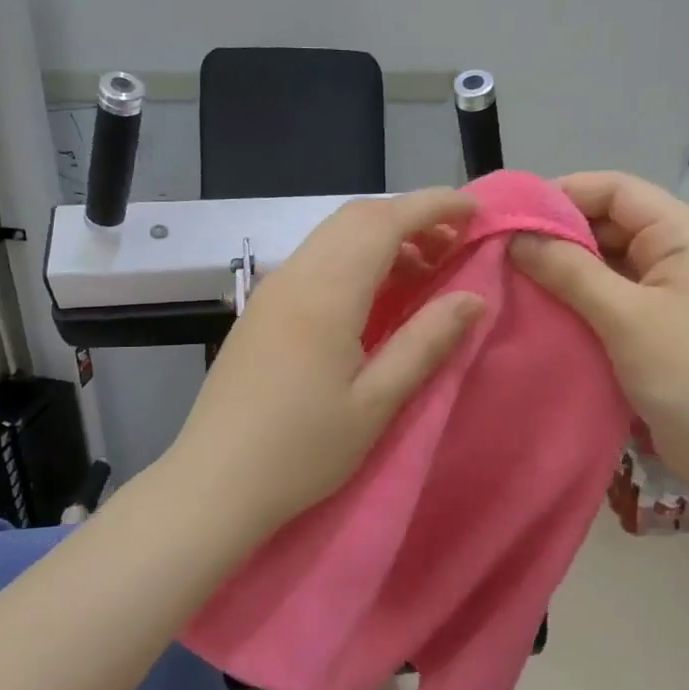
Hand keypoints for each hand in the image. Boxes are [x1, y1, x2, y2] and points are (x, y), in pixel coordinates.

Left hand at [165, 189, 485, 543]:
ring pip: (333, 237)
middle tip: (455, 245)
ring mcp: (271, 291)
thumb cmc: (300, 451)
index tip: (475, 211)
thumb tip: (474, 298)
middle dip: (410, 217)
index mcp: (325, 293)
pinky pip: (316, 261)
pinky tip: (376, 297)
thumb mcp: (375, 403)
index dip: (433, 206)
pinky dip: (355, 259)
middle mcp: (294, 276)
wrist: (213, 483)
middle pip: (356, 218)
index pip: (384, 221)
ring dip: (382, 238)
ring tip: (425, 272)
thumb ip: (425, 342)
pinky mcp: (261, 310)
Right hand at [510, 171, 688, 494]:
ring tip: (513, 277)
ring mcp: (673, 289)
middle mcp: (681, 251)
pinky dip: (580, 297)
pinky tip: (543, 308)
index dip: (561, 194)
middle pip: (611, 222)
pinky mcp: (662, 323)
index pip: (615, 189)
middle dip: (558, 233)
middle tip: (502, 250)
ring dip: (566, 268)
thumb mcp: (625, 317)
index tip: (509, 214)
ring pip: (609, 260)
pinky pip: (614, 295)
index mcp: (685, 233)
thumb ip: (569, 271)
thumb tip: (516, 237)